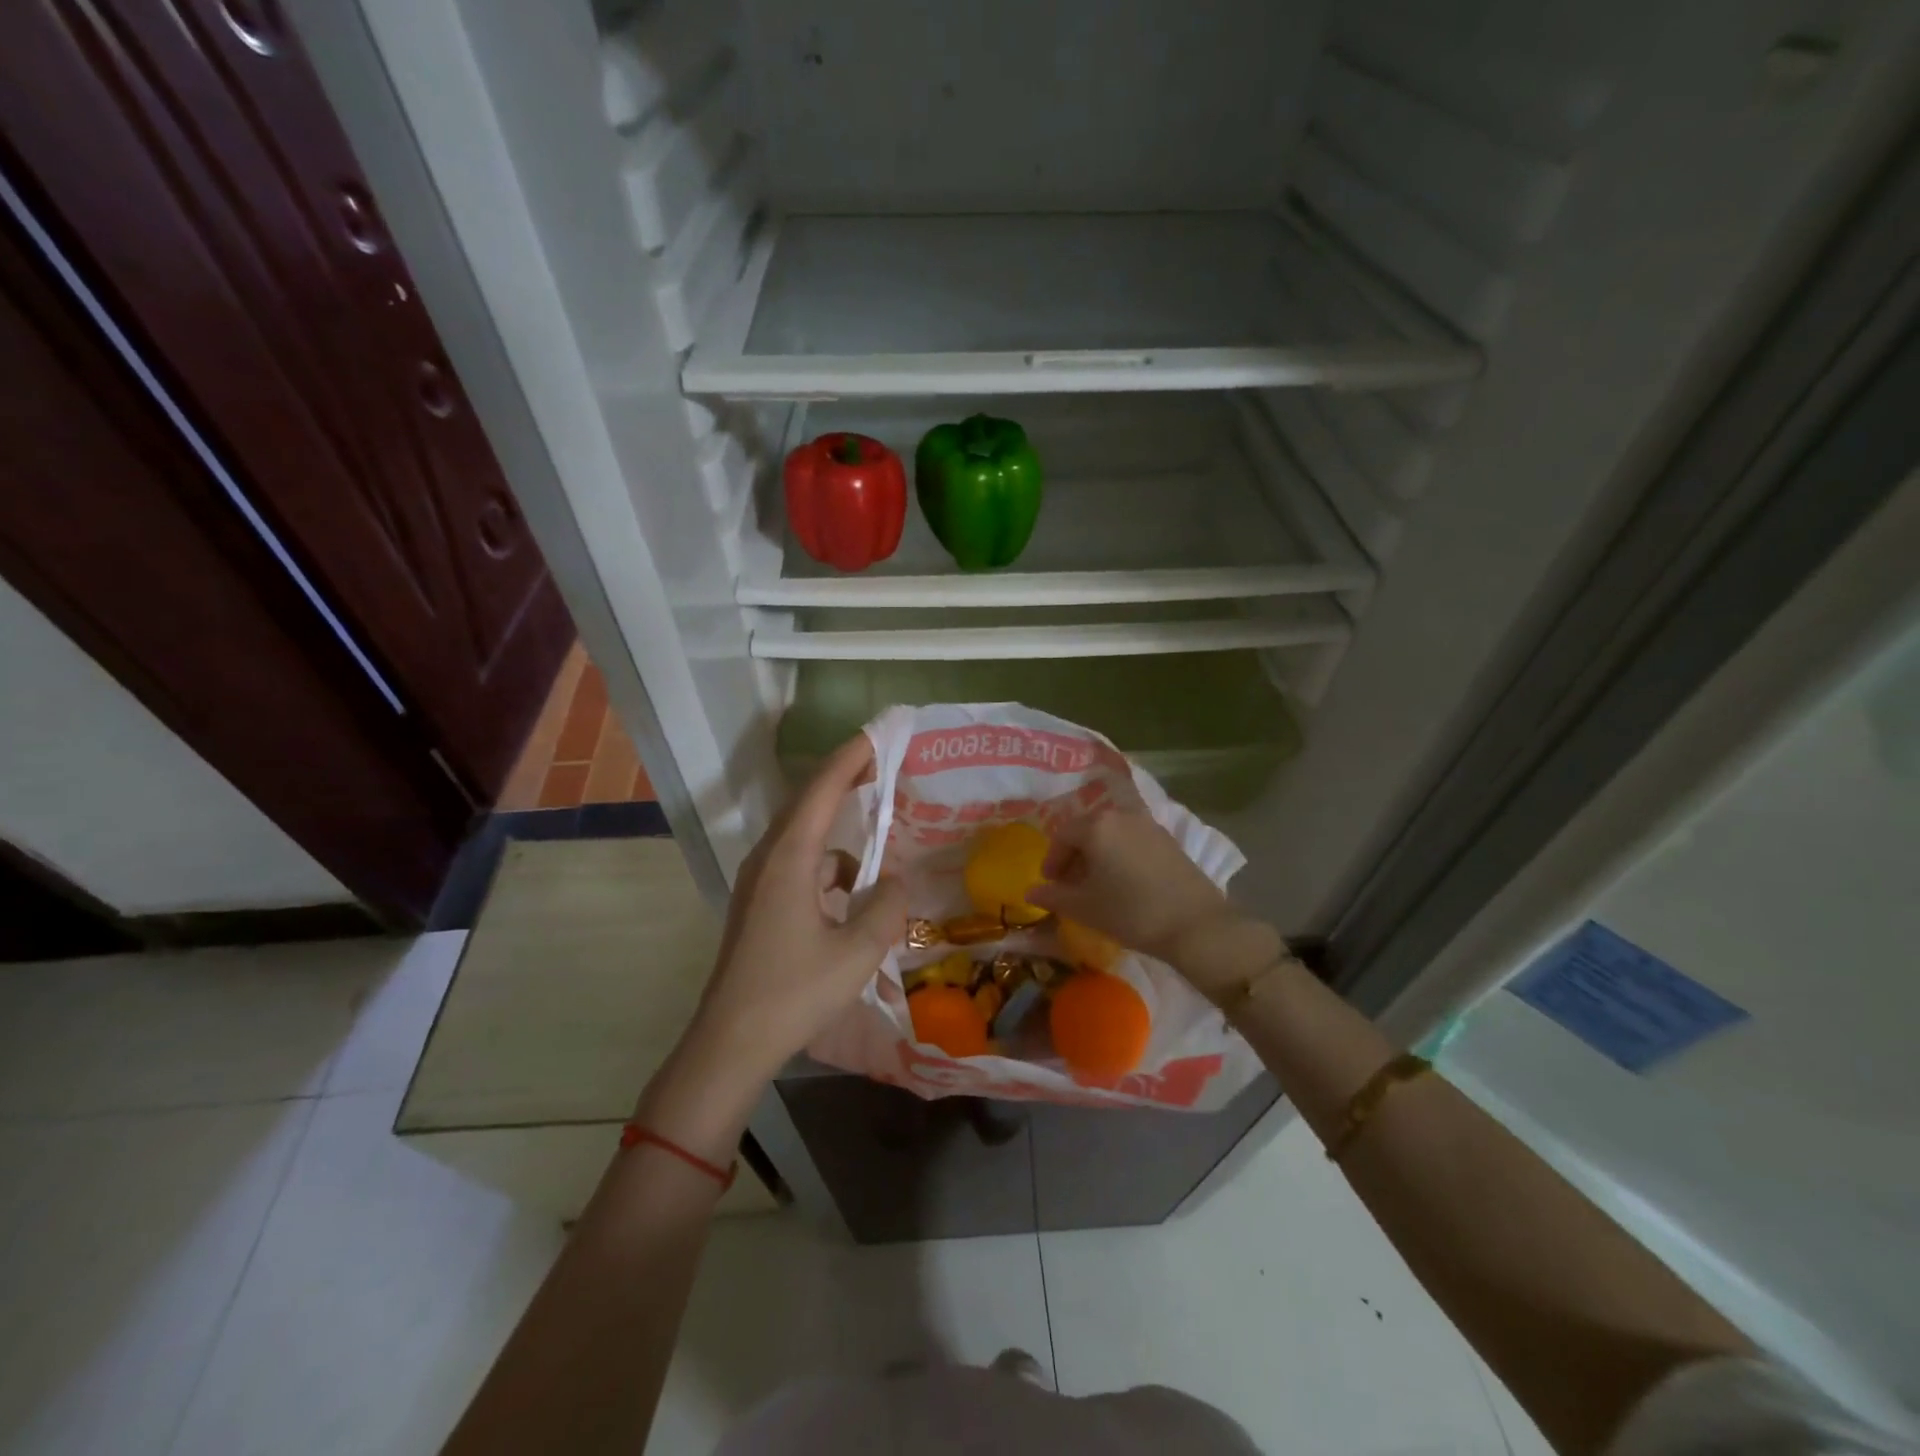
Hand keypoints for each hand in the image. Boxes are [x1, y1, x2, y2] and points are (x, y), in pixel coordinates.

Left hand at [684, 734, 907, 1089]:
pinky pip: (802, 868)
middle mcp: (769, 859)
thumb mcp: (857, 952)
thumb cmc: (794, 993)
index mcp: (789, 859)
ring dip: (843, 836)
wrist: (731, 1043)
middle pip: (810, 803)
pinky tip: (856, 898)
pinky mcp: (761, 905)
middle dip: (847, 782)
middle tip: (885, 767)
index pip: (822, 790)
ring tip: (883, 846)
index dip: (851, 758)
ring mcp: (761, 883)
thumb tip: (898, 881)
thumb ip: (887, 908)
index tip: (880, 735)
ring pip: (807, 839)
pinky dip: (832, 871)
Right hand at [1027, 800, 1237, 964]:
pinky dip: (1120, 855)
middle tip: (1070, 885)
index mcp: (1096, 826)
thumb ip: (1054, 896)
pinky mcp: (1168, 839)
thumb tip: (1031, 891)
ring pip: (1111, 834)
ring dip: (1098, 855)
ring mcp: (1148, 825)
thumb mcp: (1085, 907)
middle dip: (1074, 856)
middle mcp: (1121, 815)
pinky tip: (1124, 883)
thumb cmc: (1131, 912)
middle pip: (1087, 830)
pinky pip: (1132, 840)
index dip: (1052, 860)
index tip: (1050, 884)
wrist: (1196, 924)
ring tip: (1097, 886)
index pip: (1062, 835)